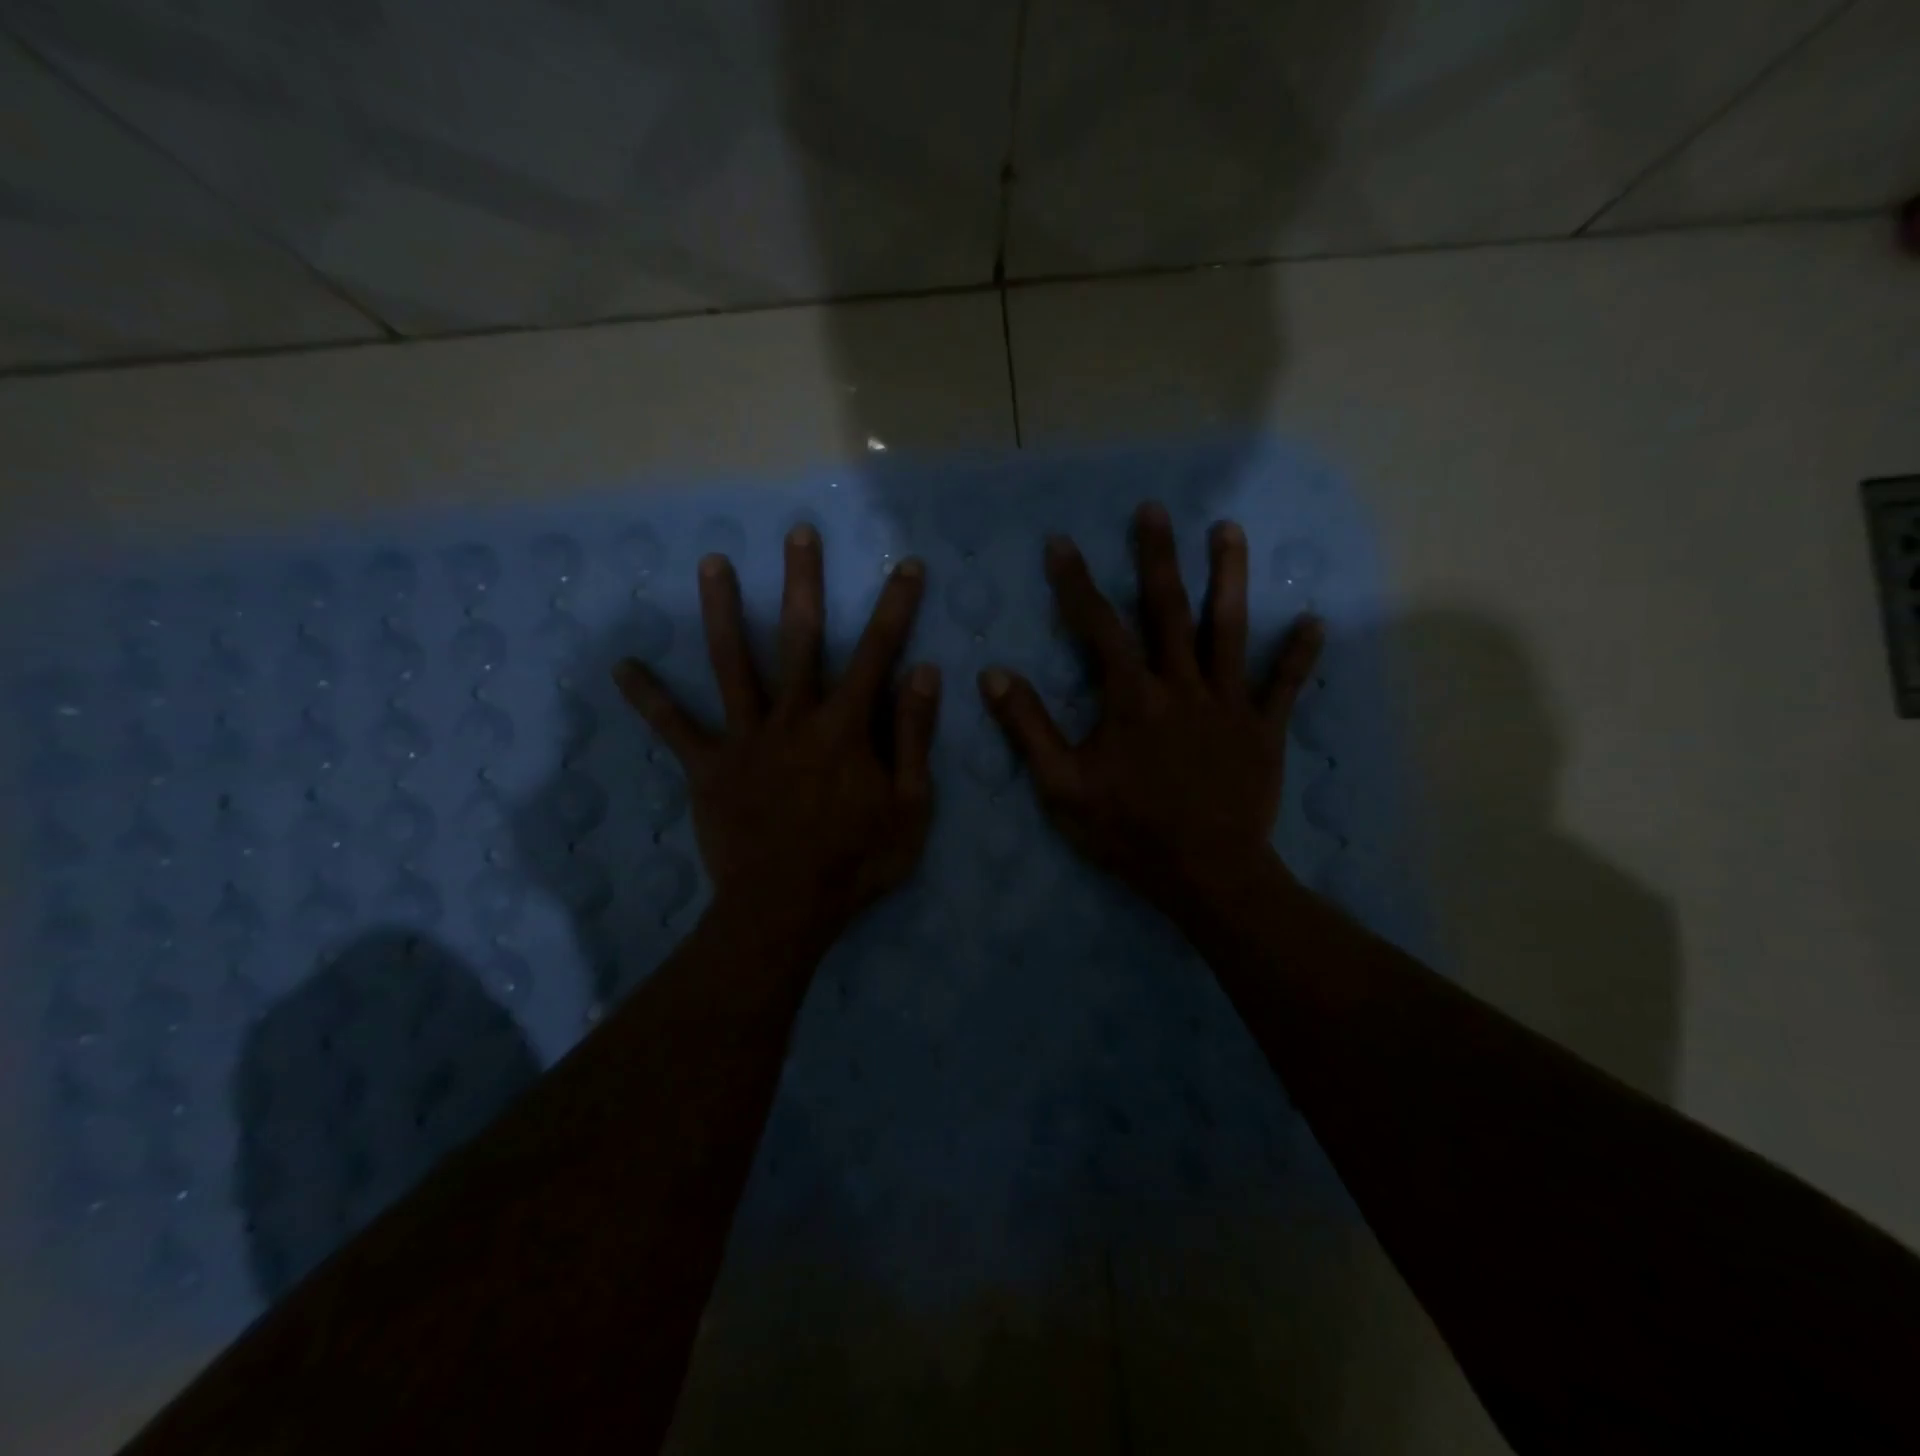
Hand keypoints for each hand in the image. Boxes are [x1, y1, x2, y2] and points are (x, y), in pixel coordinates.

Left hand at [614, 525, 939, 945]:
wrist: (785, 909)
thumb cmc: (856, 862)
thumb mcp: (909, 807)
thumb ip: (913, 737)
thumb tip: (923, 673)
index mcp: (846, 726)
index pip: (878, 653)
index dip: (895, 607)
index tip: (905, 564)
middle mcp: (794, 717)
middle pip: (800, 638)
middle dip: (803, 582)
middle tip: (797, 532)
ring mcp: (746, 737)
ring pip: (733, 663)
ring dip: (724, 611)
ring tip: (712, 563)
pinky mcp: (709, 766)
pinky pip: (675, 728)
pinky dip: (649, 698)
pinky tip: (622, 667)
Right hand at [980, 502, 1321, 923]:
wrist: (1206, 873)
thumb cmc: (1128, 831)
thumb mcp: (1062, 787)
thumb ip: (1028, 728)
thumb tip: (993, 675)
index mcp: (1131, 698)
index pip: (1098, 627)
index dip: (1077, 583)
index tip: (1061, 543)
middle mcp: (1182, 686)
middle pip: (1169, 610)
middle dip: (1158, 557)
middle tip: (1155, 509)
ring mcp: (1228, 704)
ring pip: (1230, 630)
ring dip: (1229, 577)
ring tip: (1230, 529)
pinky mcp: (1263, 730)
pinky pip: (1284, 686)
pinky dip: (1299, 655)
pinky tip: (1314, 621)